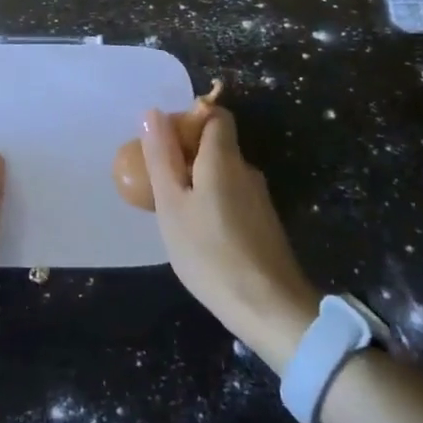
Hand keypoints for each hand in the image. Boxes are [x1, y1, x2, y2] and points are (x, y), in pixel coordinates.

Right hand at [141, 107, 318, 368]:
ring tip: (173, 211)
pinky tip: (198, 233)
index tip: (164, 142)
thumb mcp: (171, 205)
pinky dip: (212, 202)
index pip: (215, 114)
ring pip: (224, 173)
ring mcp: (259, 198)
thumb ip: (161, 157)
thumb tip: (152, 113)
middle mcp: (247, 170)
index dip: (189, 118)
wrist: (270, 309)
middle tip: (158, 181)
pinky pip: (232, 197)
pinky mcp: (264, 224)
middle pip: (217, 144)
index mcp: (224, 157)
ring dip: (198, 181)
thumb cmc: (210, 252)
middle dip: (186, 153)